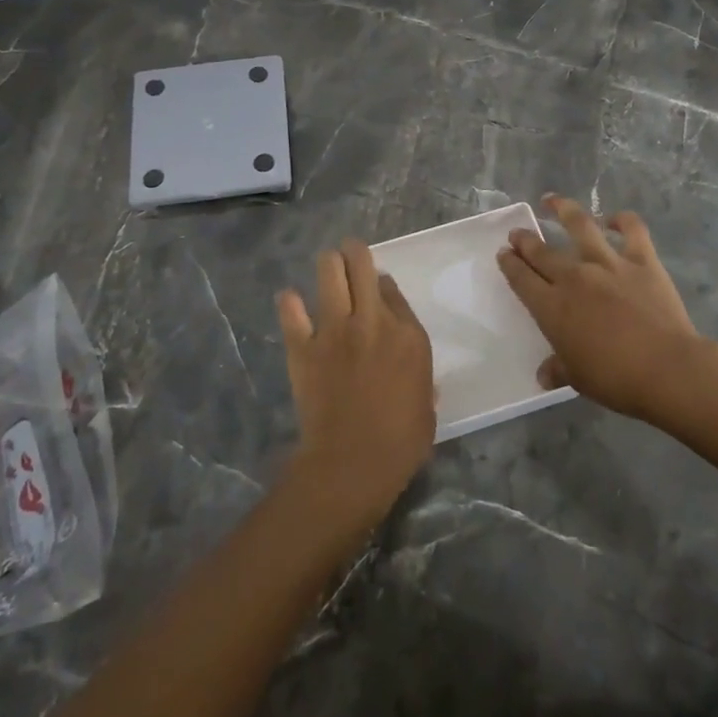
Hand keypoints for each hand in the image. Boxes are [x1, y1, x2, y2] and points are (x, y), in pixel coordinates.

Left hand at [276, 239, 435, 527]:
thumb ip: (420, 377)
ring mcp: (335, 330)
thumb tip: (412, 373)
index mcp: (408, 335)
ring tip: (327, 264)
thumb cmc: (401, 442)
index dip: (382, 284)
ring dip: (328, 264)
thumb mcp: (427, 405)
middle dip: (355, 253)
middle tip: (350, 253)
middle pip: (362, 266)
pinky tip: (290, 300)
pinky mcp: (303, 346)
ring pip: (329, 273)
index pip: (392, 290)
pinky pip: (291, 311)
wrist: (353, 463)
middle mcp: (372, 321)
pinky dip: (289, 302)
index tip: (377, 288)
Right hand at [497, 195, 717, 423]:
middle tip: (518, 233)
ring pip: (580, 225)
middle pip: (541, 251)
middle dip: (525, 240)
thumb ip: (558, 369)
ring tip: (552, 200)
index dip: (509, 264)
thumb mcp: (578, 379)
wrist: (667, 369)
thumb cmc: (616, 379)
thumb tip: (544, 375)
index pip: (521, 278)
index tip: (504, 253)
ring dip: (563, 209)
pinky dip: (622, 219)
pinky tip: (614, 218)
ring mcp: (608, 263)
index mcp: (552, 307)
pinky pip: (632, 229)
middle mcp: (574, 277)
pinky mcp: (642, 260)